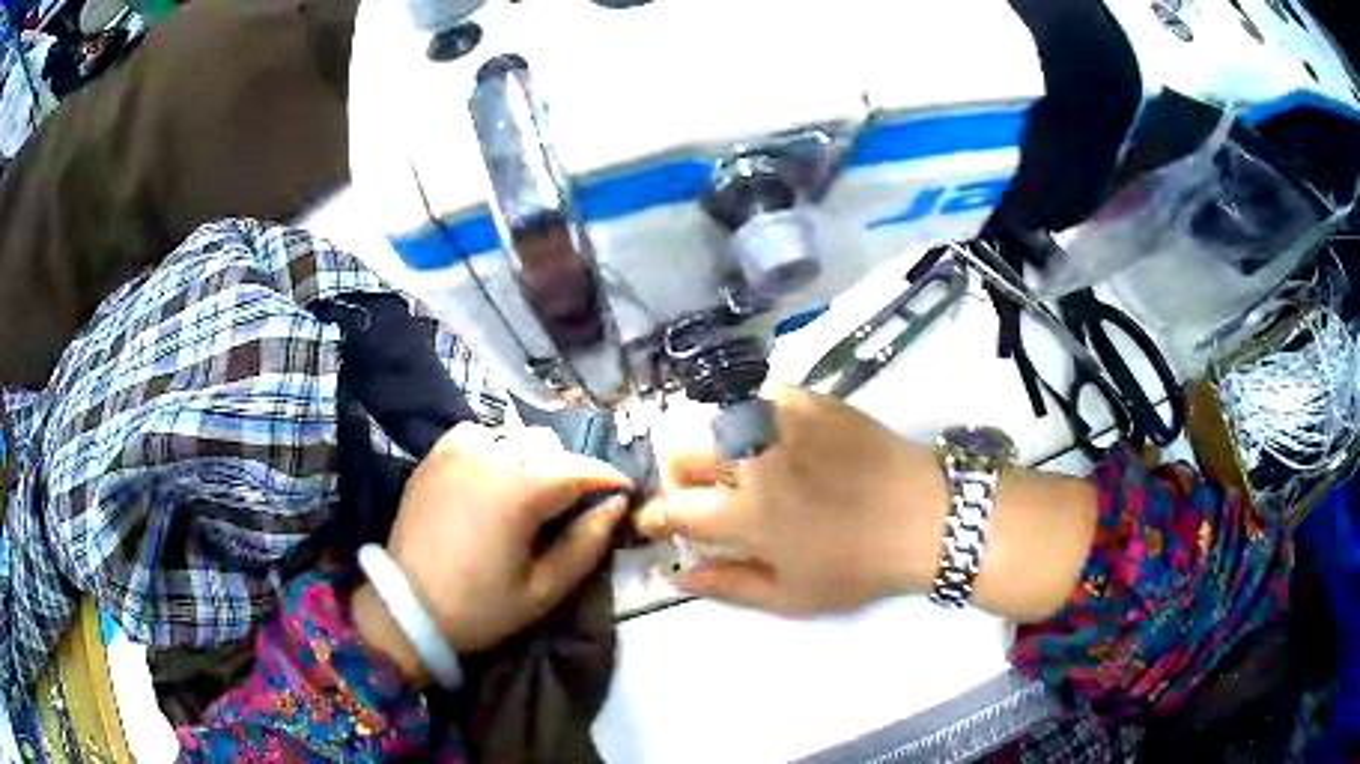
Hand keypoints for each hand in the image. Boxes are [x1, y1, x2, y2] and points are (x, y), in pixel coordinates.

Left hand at [371, 424, 630, 658]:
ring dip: (533, 457)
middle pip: (549, 448)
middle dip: (570, 471)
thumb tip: (616, 506)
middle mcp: (491, 457)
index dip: (608, 478)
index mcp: (521, 491)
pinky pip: (476, 434)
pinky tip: (492, 472)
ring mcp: (458, 452)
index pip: (580, 470)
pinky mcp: (435, 456)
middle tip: (574, 504)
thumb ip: (587, 544)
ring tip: (533, 489)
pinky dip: (493, 446)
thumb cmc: (481, 607)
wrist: (409, 608)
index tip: (623, 491)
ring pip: (514, 437)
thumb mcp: (544, 590)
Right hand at [637, 387, 947, 615]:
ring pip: (715, 419)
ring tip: (742, 467)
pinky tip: (775, 438)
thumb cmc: (858, 566)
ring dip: (714, 446)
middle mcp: (751, 458)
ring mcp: (779, 420)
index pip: (673, 506)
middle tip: (706, 497)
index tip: (659, 523)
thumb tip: (673, 574)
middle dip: (680, 477)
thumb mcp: (791, 595)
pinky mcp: (808, 398)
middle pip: (681, 451)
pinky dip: (753, 417)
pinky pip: (758, 396)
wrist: (924, 515)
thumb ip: (726, 585)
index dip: (656, 516)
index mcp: (744, 513)